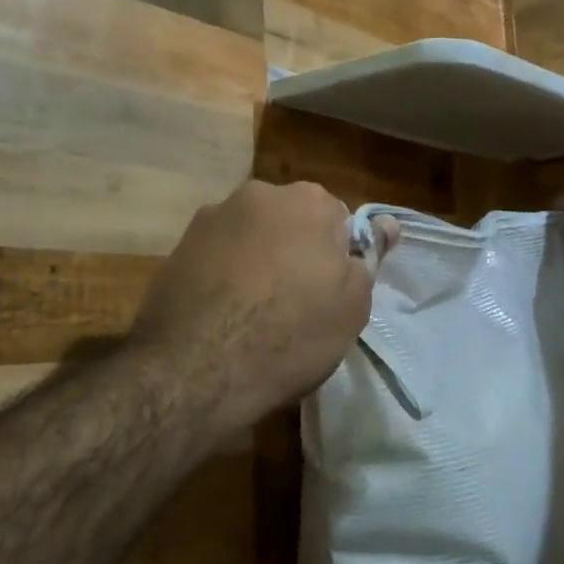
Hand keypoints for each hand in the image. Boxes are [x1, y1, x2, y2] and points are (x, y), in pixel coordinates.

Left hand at [129, 180, 398, 430]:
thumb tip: (386, 223)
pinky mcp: (177, 247)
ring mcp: (211, 218)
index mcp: (308, 200)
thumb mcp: (352, 304)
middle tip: (295, 304)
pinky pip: (217, 257)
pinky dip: (224, 276)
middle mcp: (258, 194)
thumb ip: (368, 257)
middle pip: (291, 223)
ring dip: (257, 262)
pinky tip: (222, 315)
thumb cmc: (292, 333)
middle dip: (296, 252)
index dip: (337, 260)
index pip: (338, 221)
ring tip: (253, 314)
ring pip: (251, 238)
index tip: (329, 295)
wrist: (197, 369)